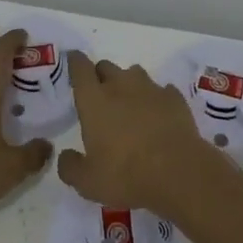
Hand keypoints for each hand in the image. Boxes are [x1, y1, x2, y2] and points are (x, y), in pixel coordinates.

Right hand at [57, 52, 224, 217]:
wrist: (179, 172)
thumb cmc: (126, 174)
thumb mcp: (88, 182)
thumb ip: (71, 167)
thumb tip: (64, 157)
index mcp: (94, 100)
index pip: (80, 68)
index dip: (75, 62)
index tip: (73, 60)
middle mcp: (120, 86)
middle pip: (106, 66)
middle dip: (100, 76)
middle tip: (100, 96)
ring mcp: (150, 89)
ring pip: (134, 74)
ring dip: (129, 84)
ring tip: (130, 105)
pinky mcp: (175, 98)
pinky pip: (162, 91)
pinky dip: (157, 99)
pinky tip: (159, 115)